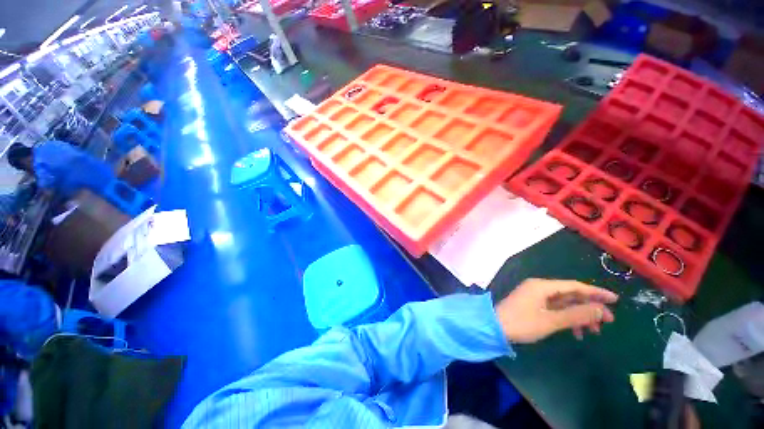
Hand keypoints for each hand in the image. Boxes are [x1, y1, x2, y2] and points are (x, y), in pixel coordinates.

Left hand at [495, 278, 617, 342]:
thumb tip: (600, 309)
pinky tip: (576, 332)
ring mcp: (535, 296)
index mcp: (542, 286)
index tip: (615, 300)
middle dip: (589, 307)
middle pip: (570, 294)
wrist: (495, 327)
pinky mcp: (532, 304)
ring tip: (594, 332)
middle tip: (608, 322)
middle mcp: (539, 287)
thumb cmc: (522, 323)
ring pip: (564, 303)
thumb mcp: (551, 321)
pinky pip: (555, 308)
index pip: (574, 286)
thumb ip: (576, 314)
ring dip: (579, 315)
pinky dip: (567, 318)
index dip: (595, 292)